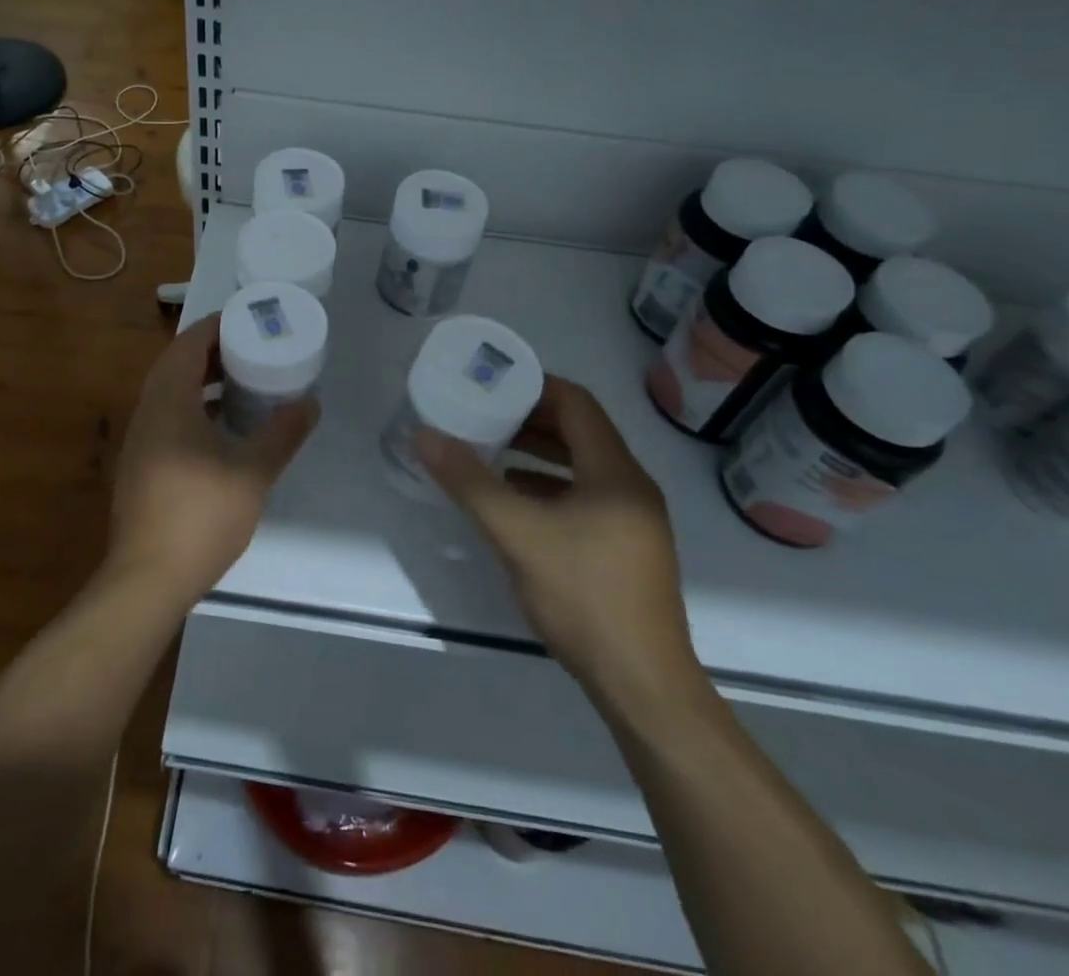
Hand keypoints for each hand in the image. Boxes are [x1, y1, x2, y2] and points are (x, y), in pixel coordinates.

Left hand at [107, 316, 317, 611]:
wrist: (148, 578)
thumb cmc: (200, 515)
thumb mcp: (253, 471)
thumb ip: (283, 433)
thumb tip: (310, 403)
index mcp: (169, 400)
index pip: (189, 343)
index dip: (218, 326)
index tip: (249, 319)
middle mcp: (147, 411)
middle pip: (177, 364)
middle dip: (213, 351)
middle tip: (253, 347)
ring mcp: (140, 440)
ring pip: (170, 392)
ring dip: (202, 380)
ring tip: (243, 380)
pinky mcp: (141, 464)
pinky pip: (168, 417)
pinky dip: (194, 407)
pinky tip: (222, 427)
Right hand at [415, 374, 707, 723]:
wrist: (642, 686)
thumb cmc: (583, 596)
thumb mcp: (517, 534)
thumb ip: (470, 482)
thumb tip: (426, 435)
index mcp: (615, 472)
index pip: (577, 404)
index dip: (534, 386)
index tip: (492, 383)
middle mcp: (631, 487)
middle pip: (580, 433)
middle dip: (530, 419)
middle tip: (482, 413)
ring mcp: (633, 521)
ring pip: (581, 467)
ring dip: (537, 454)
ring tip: (490, 451)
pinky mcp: (625, 549)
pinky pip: (584, 498)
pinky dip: (548, 487)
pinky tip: (515, 502)